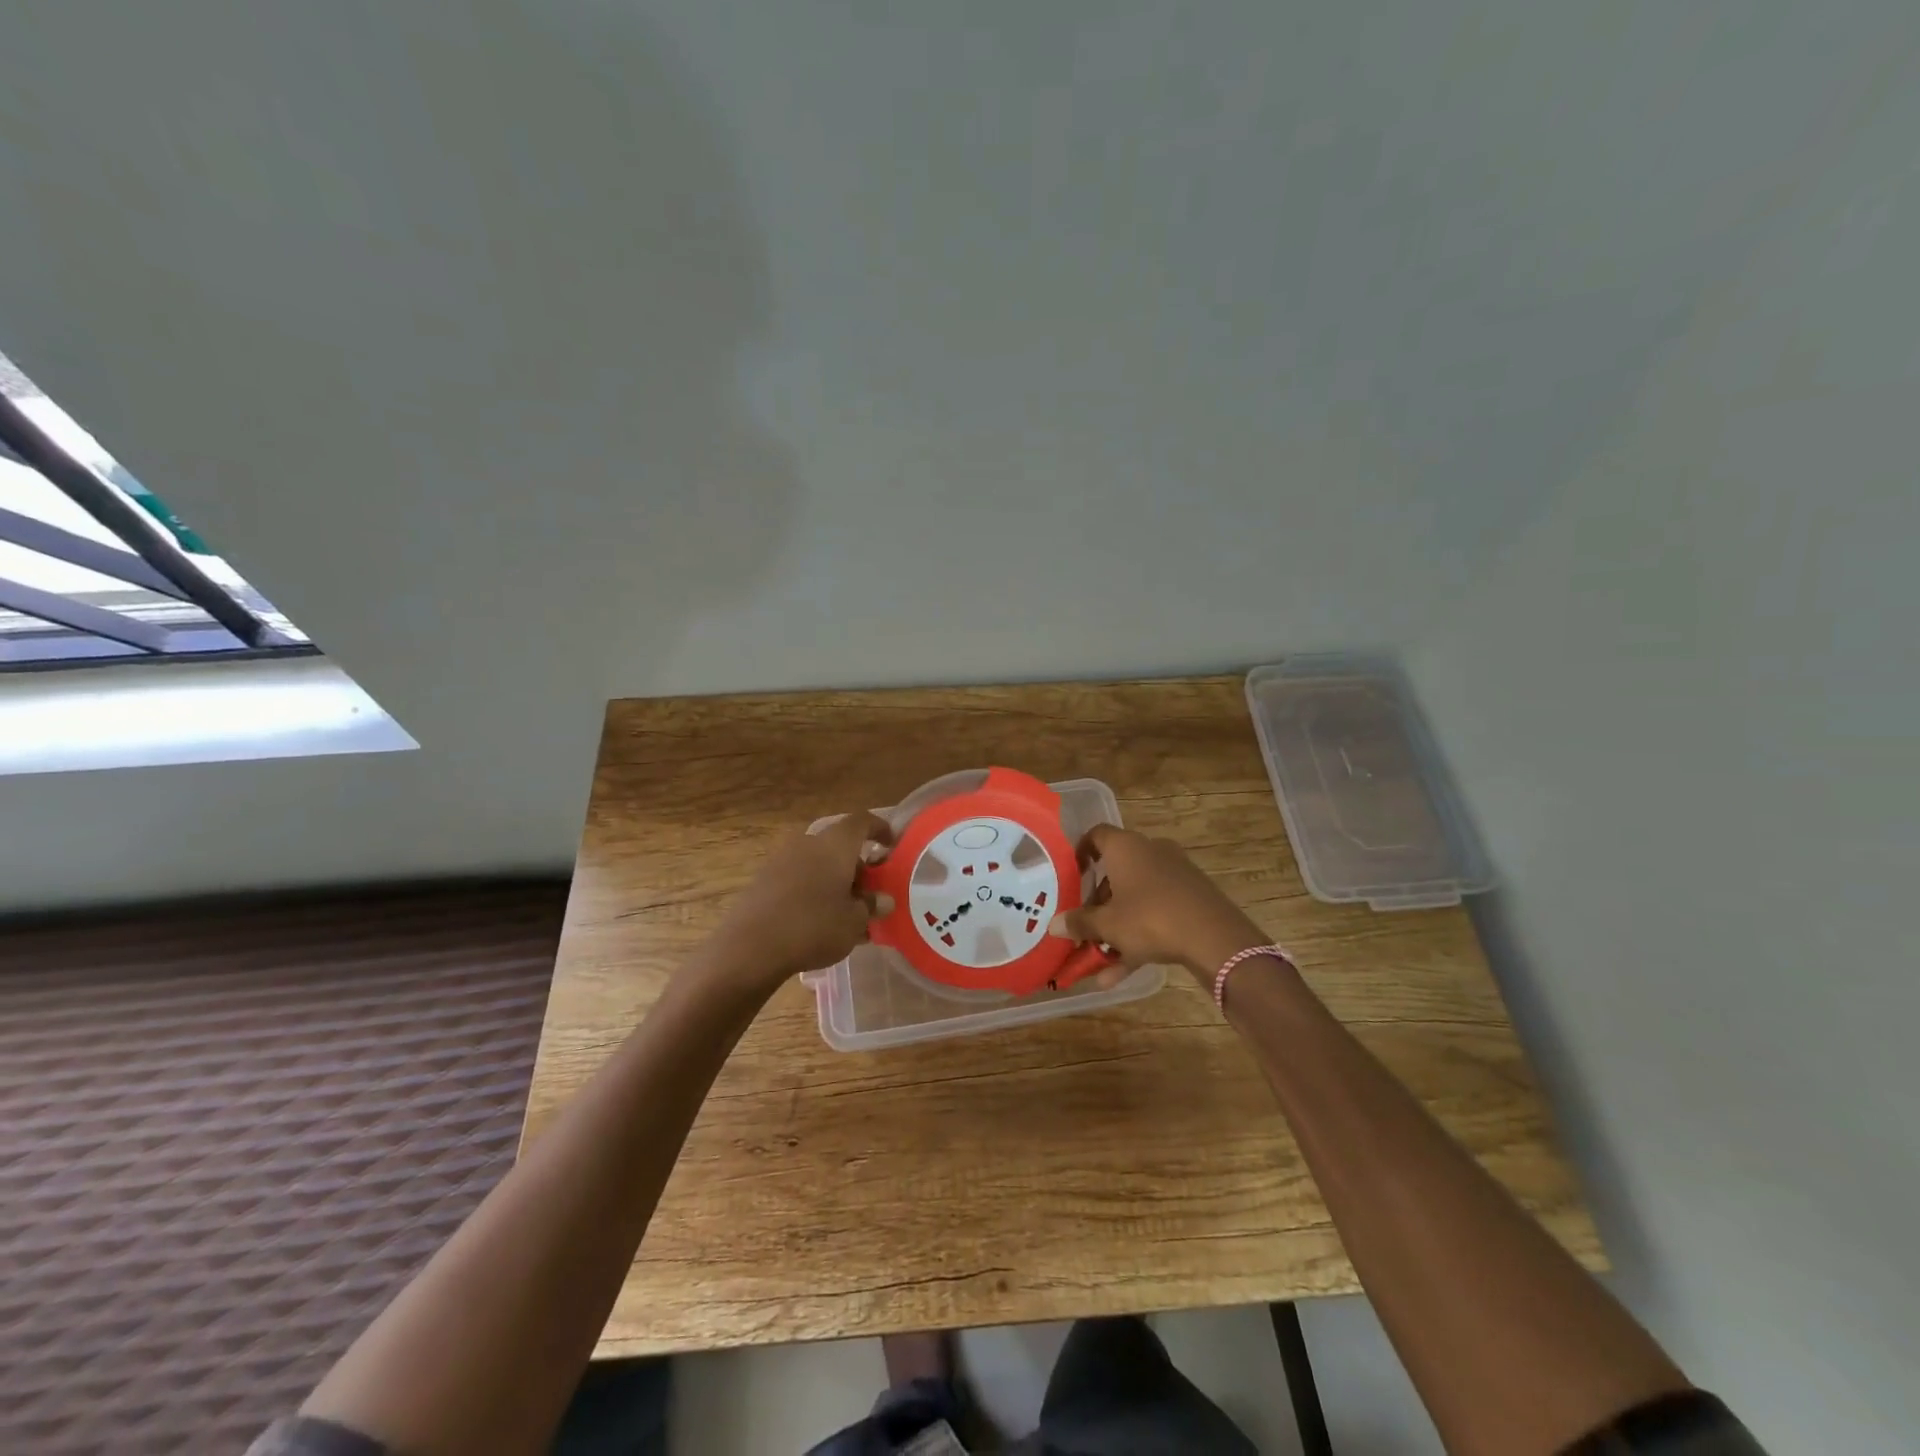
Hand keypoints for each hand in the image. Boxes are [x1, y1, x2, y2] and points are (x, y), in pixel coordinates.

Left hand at [709, 811, 894, 991]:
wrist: (749, 948)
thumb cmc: (813, 927)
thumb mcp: (854, 922)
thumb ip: (871, 907)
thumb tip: (882, 900)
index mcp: (835, 845)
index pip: (862, 822)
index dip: (880, 828)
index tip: (891, 844)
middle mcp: (808, 844)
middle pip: (839, 845)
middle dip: (857, 865)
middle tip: (870, 892)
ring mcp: (782, 861)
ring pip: (818, 864)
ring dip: (835, 881)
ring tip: (847, 912)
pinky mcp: (763, 882)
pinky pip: (799, 879)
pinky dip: (814, 892)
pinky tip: (819, 922)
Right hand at [1047, 825, 1267, 983]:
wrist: (1215, 938)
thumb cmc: (1150, 918)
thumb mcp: (1107, 925)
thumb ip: (1079, 923)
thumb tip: (1054, 925)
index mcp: (1126, 847)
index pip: (1096, 835)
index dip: (1080, 853)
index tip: (1070, 876)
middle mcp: (1150, 851)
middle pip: (1116, 871)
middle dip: (1097, 901)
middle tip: (1083, 924)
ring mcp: (1175, 874)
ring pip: (1136, 897)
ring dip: (1116, 926)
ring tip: (1097, 958)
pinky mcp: (1192, 898)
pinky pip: (1156, 912)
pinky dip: (1139, 937)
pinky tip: (1120, 974)